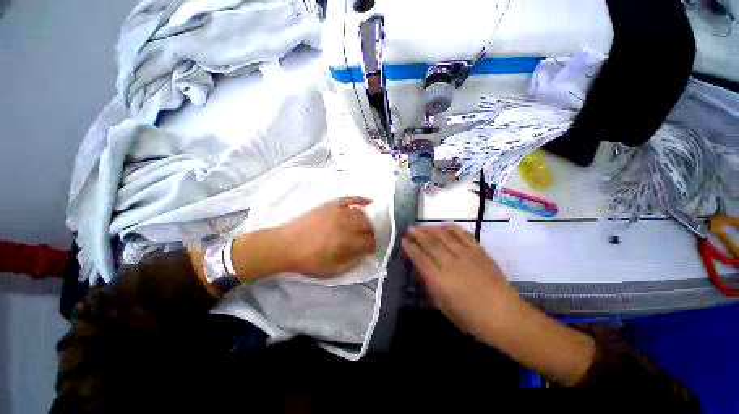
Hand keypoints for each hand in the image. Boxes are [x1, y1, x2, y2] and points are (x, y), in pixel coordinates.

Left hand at [281, 196, 376, 277]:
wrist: (285, 245)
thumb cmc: (308, 260)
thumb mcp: (332, 269)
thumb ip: (352, 262)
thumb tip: (364, 253)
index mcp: (346, 242)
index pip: (369, 241)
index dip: (374, 245)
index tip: (372, 248)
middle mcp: (345, 225)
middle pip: (368, 225)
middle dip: (372, 232)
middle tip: (369, 237)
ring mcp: (338, 212)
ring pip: (361, 213)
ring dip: (367, 220)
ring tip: (366, 225)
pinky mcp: (330, 205)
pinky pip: (349, 199)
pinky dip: (360, 199)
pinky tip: (368, 201)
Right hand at [401, 225, 518, 337]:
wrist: (505, 316)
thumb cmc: (471, 318)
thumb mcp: (443, 306)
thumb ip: (430, 286)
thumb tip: (421, 271)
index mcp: (439, 280)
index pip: (419, 257)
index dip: (410, 247)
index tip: (403, 240)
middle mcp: (450, 263)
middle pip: (430, 243)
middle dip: (417, 234)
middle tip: (409, 229)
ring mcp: (466, 255)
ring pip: (444, 236)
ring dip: (431, 229)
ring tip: (422, 226)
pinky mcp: (479, 251)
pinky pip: (463, 235)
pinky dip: (452, 228)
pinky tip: (444, 225)